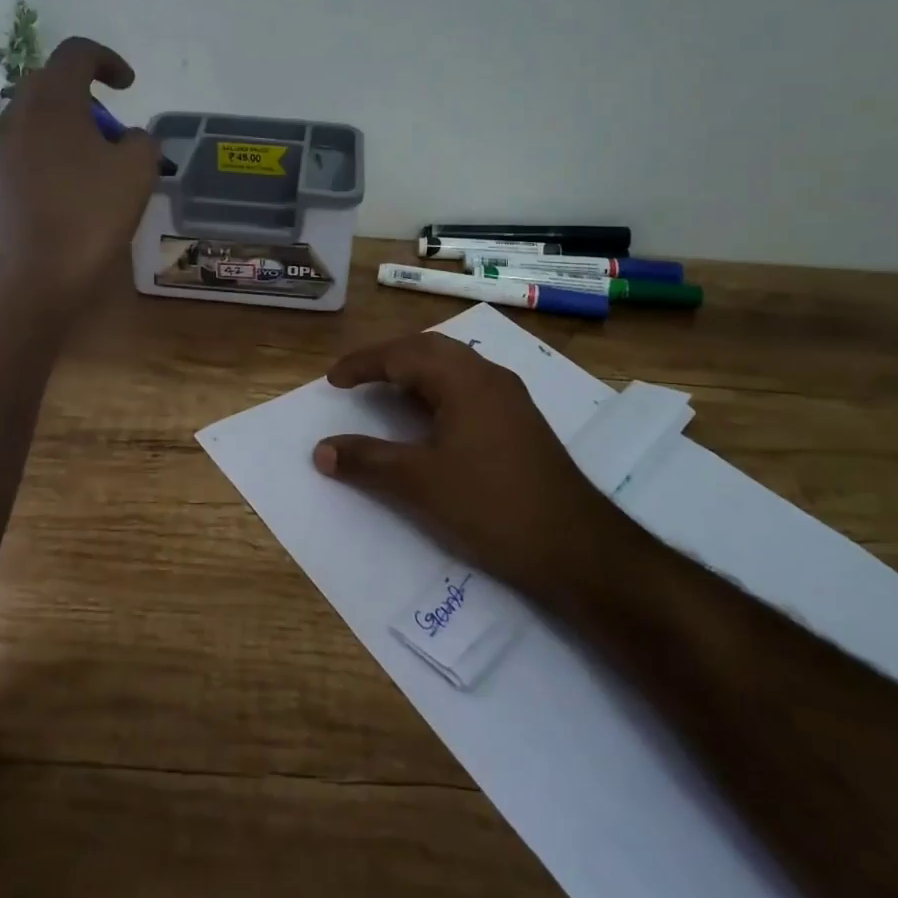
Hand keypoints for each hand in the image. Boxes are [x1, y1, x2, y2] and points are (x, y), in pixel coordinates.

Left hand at [0, 37, 159, 297]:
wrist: (39, 272)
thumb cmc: (92, 212)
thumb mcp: (138, 170)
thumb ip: (141, 141)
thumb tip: (128, 139)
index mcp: (54, 101)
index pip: (76, 53)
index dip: (108, 60)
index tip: (129, 86)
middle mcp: (22, 115)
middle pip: (51, 80)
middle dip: (85, 92)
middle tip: (112, 124)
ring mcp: (7, 148)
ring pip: (38, 115)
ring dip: (70, 122)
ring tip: (100, 156)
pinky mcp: (4, 178)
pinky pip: (32, 145)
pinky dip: (57, 148)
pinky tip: (79, 182)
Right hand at [313, 333, 618, 598]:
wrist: (576, 548)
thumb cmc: (492, 506)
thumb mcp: (420, 483)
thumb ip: (367, 461)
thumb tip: (321, 451)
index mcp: (464, 380)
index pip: (402, 355)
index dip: (363, 364)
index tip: (333, 381)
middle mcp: (488, 376)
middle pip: (428, 349)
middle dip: (388, 358)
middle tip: (356, 378)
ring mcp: (509, 397)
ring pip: (452, 365)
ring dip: (414, 371)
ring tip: (385, 391)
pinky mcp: (519, 421)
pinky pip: (468, 386)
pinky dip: (436, 390)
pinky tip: (428, 417)